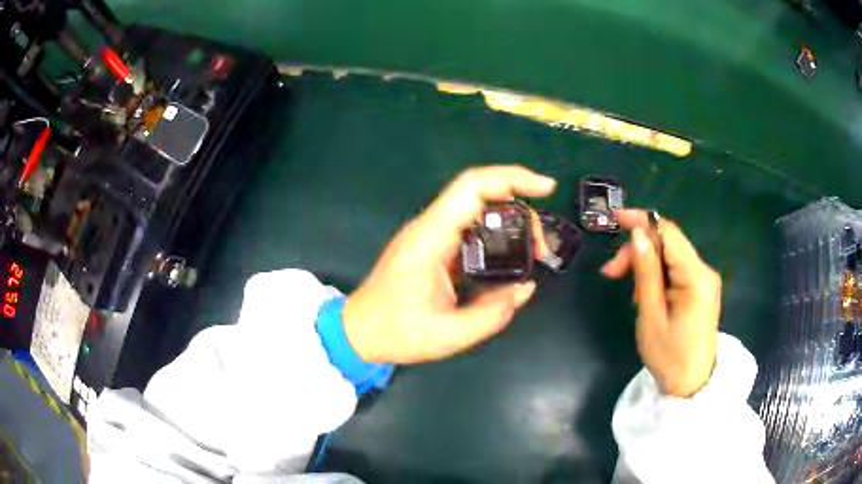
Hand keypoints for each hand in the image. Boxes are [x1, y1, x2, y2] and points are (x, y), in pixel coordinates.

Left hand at [344, 166, 555, 363]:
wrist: (358, 331)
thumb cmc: (396, 333)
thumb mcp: (449, 335)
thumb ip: (493, 313)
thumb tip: (526, 288)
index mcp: (429, 239)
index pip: (471, 188)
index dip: (511, 178)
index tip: (545, 188)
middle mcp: (428, 227)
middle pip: (479, 193)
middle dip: (519, 207)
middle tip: (540, 246)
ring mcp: (428, 234)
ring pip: (475, 208)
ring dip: (509, 220)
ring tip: (532, 251)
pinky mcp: (431, 245)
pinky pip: (468, 226)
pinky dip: (495, 232)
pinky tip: (510, 253)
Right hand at [601, 210, 721, 396]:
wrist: (691, 385)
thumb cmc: (669, 357)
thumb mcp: (651, 316)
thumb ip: (646, 272)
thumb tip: (637, 234)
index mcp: (696, 277)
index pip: (669, 232)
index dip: (642, 220)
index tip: (614, 220)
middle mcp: (704, 271)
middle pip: (668, 243)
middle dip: (639, 250)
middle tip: (610, 273)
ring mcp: (704, 280)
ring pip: (670, 256)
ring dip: (645, 264)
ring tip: (628, 291)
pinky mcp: (700, 289)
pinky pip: (675, 270)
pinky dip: (656, 276)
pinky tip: (644, 294)